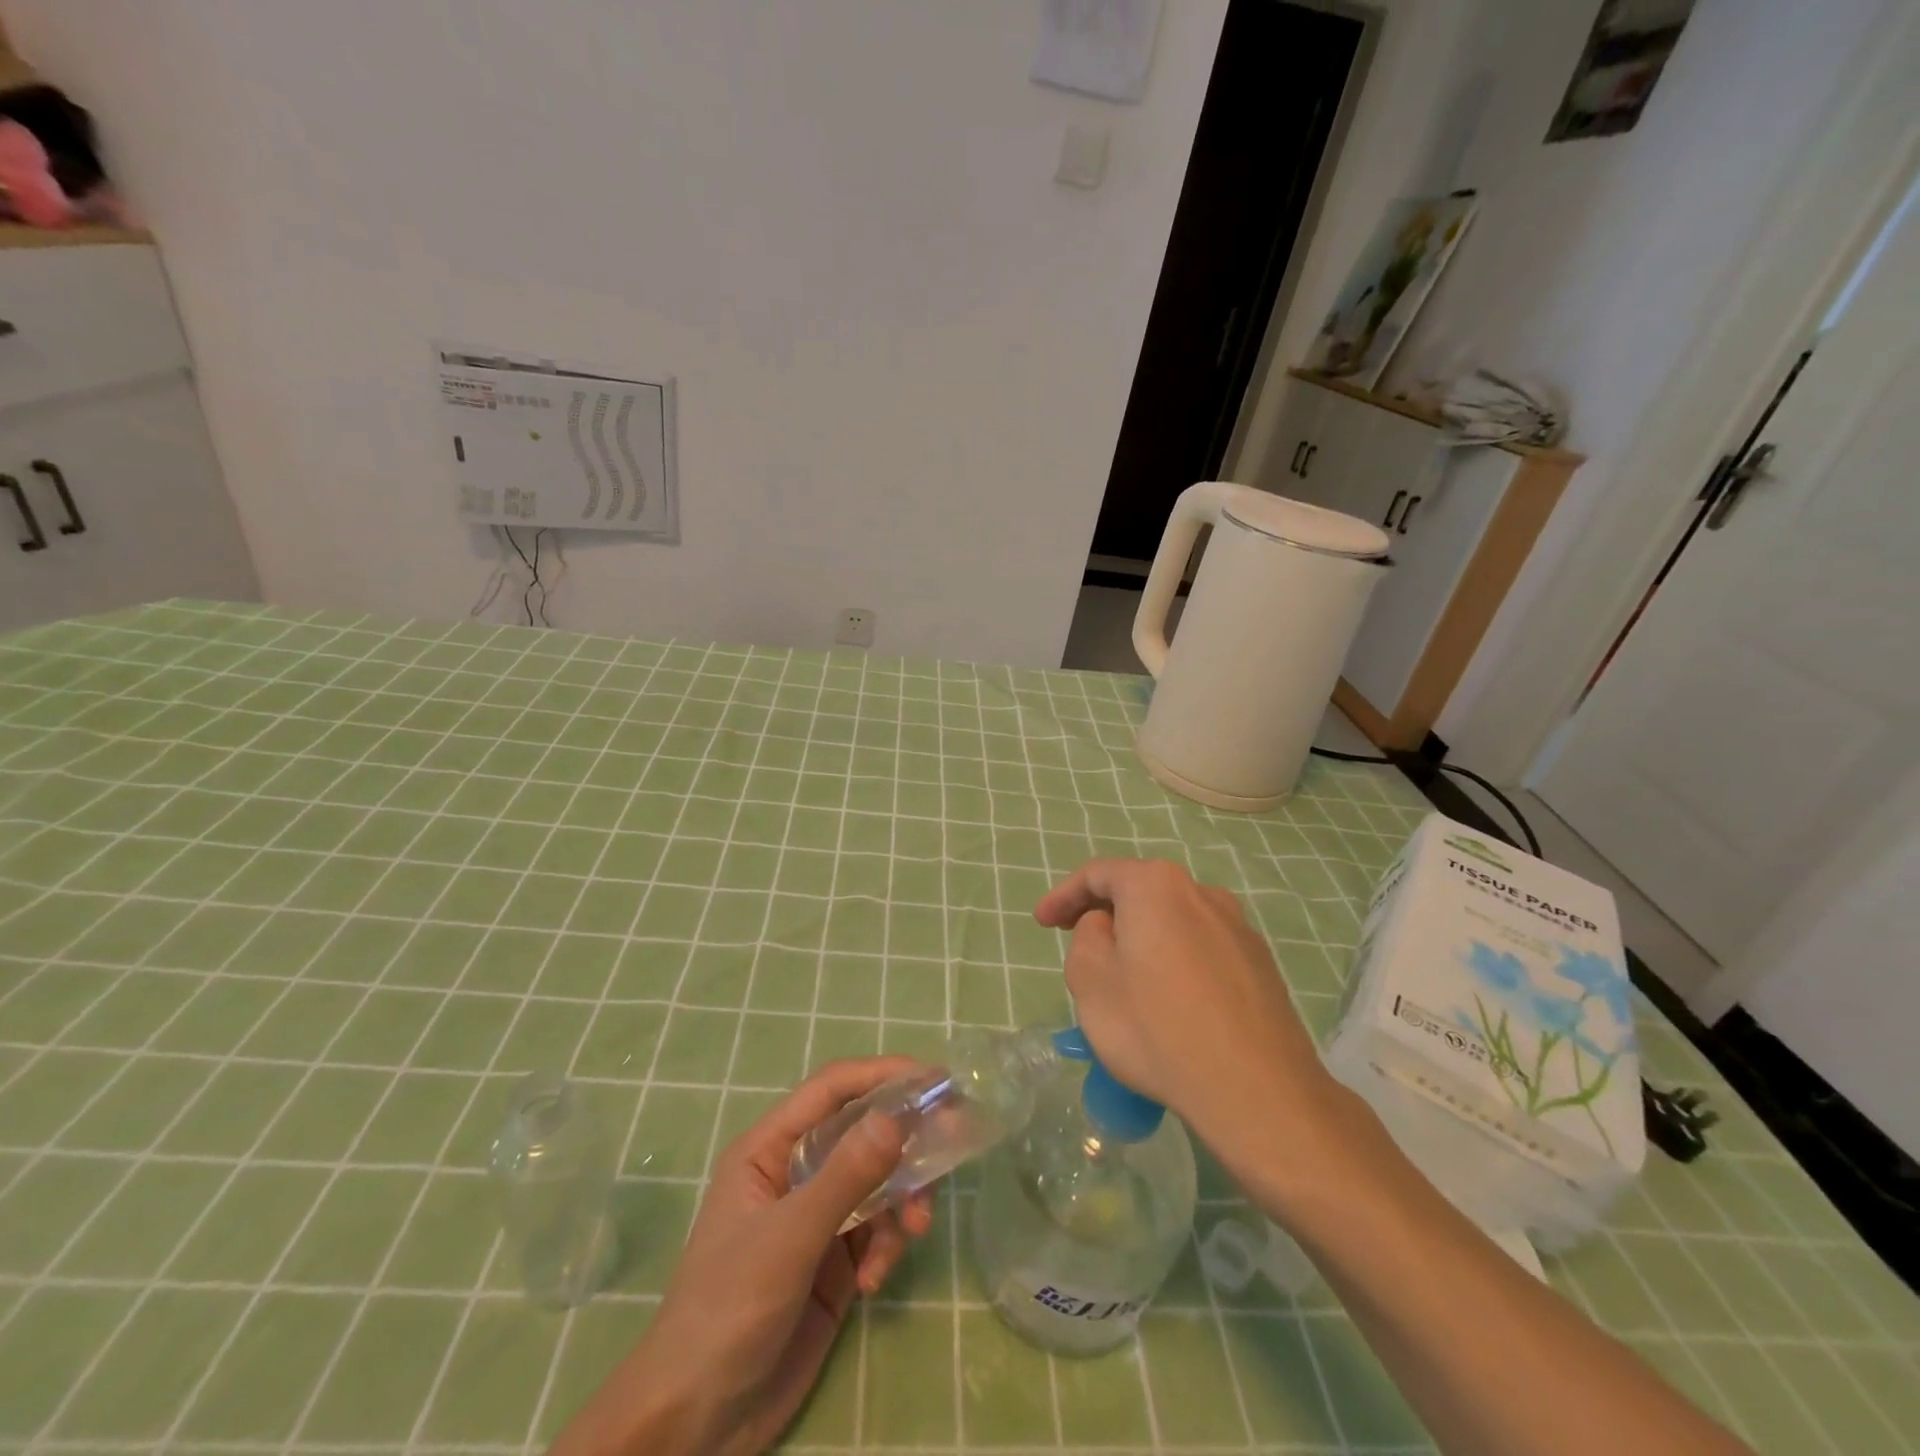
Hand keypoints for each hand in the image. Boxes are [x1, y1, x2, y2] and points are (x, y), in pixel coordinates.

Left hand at [551, 1058, 934, 1455]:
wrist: (698, 1424)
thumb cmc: (729, 1310)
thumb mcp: (789, 1238)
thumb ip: (845, 1177)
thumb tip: (897, 1116)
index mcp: (770, 1148)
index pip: (833, 1089)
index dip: (882, 1075)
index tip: (934, 1080)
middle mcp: (795, 1172)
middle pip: (863, 1132)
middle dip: (903, 1144)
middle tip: (949, 1148)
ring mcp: (816, 1217)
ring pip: (877, 1182)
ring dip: (901, 1202)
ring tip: (912, 1234)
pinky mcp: (834, 1261)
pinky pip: (876, 1230)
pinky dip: (886, 1246)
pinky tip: (874, 1283)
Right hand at [1035, 859, 1344, 1161]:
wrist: (1256, 1090)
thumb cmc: (1156, 1027)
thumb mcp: (1090, 980)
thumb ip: (1087, 937)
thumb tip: (1109, 927)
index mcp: (1156, 885)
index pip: (1098, 874)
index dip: (1063, 895)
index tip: (1042, 923)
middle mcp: (1202, 893)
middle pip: (1140, 892)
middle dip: (1104, 914)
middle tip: (1077, 943)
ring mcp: (1238, 928)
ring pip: (1173, 922)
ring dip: (1142, 939)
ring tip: (1123, 978)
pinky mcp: (1260, 965)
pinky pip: (1202, 950)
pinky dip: (1175, 962)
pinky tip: (1169, 1003)